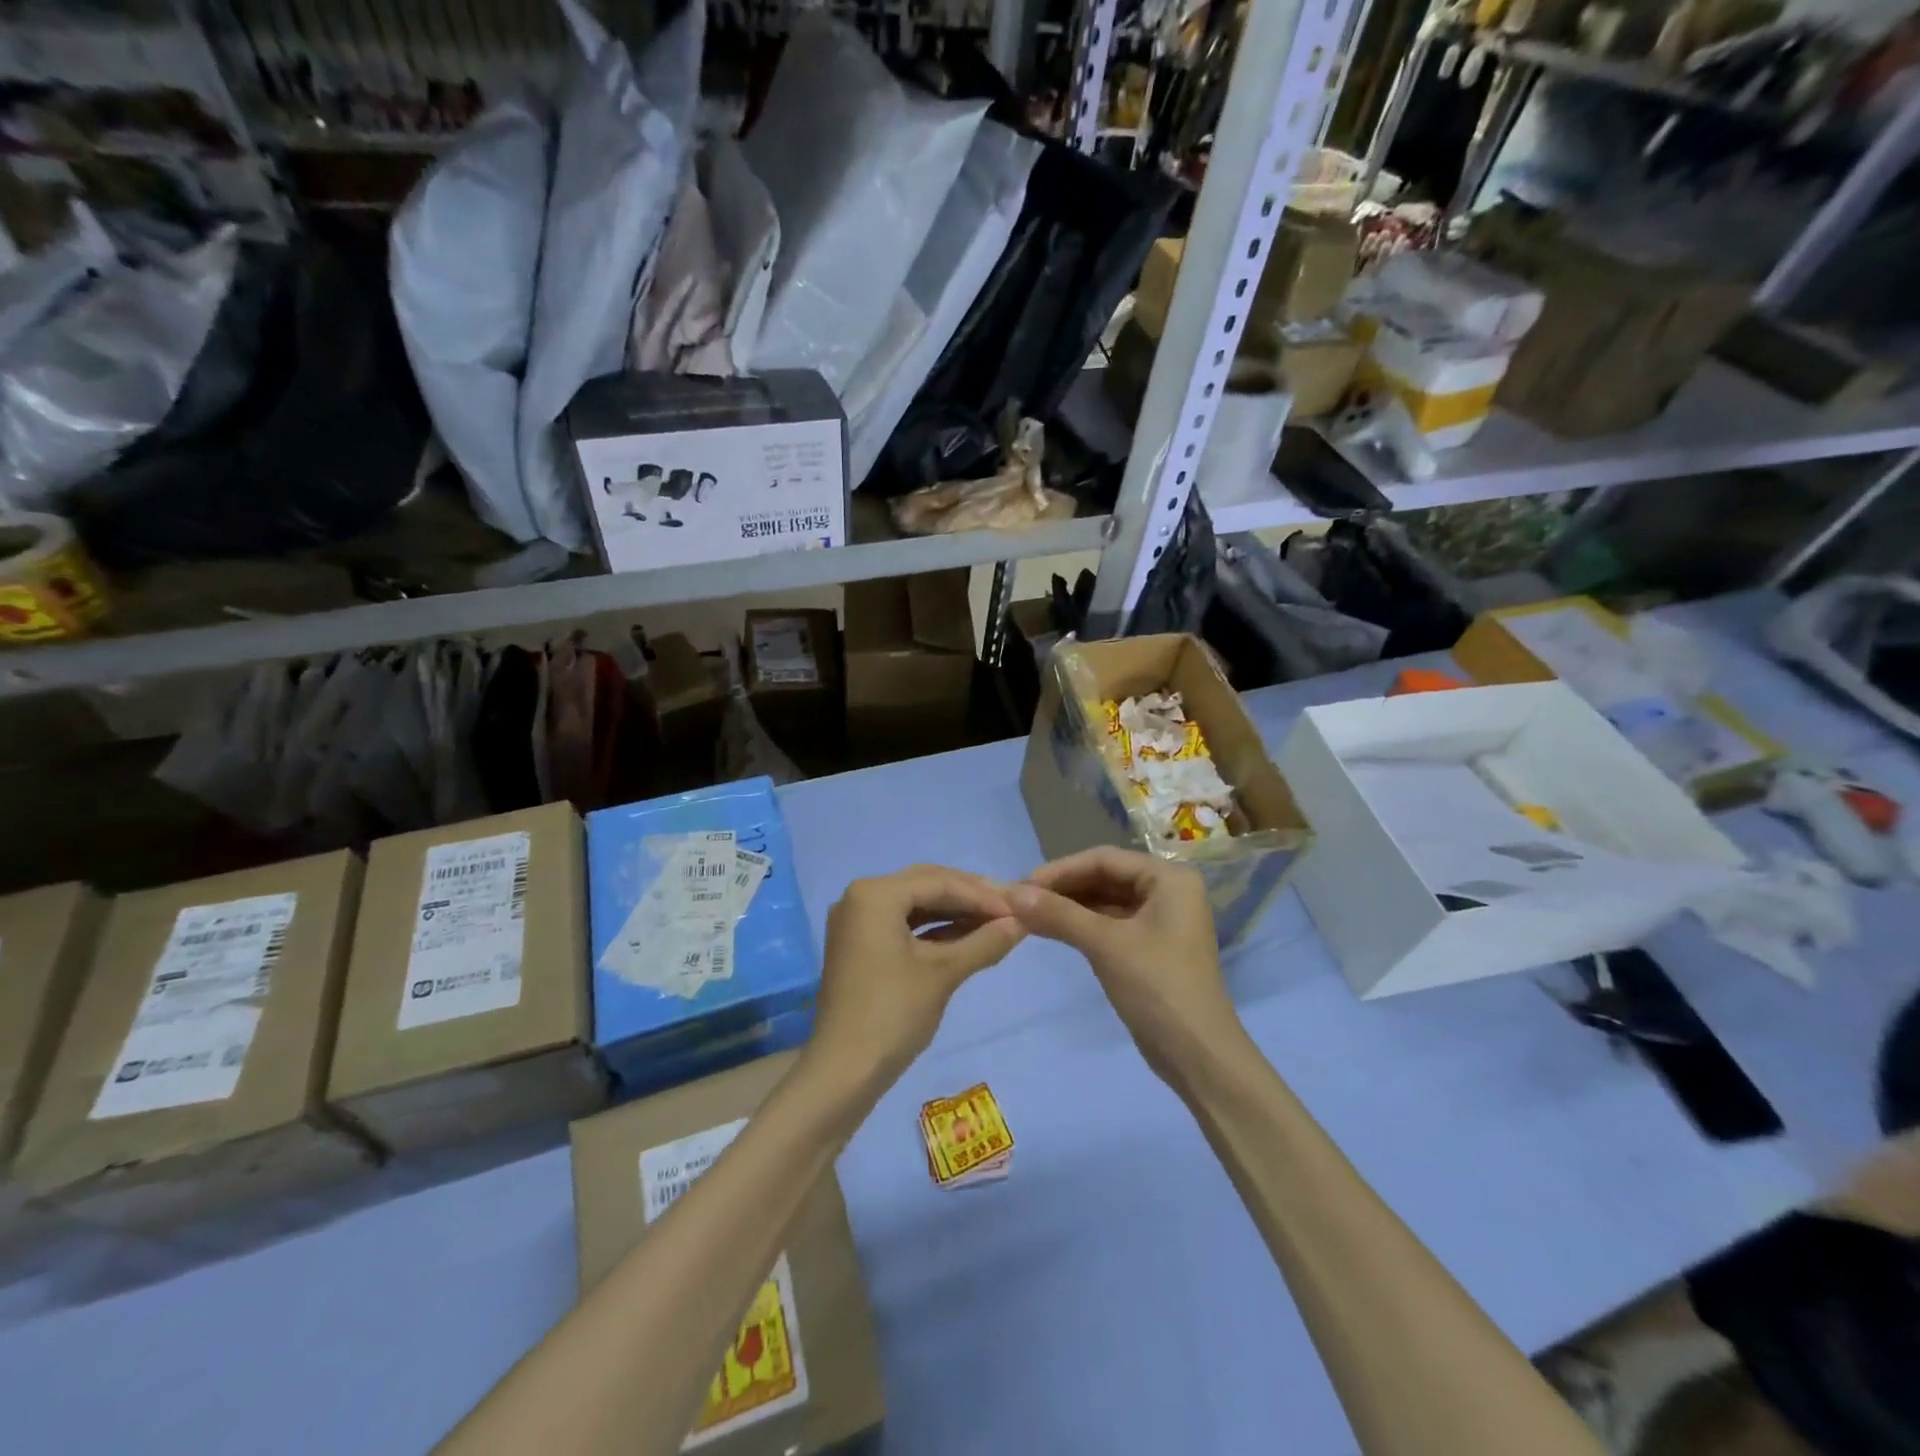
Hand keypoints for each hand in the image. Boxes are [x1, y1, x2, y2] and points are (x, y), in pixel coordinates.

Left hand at [810, 865, 1024, 1083]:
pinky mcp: (859, 944)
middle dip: (969, 897)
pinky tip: (966, 937)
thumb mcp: (944, 973)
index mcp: (875, 893)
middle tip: (1010, 909)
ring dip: (953, 913)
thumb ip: (984, 942)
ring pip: (915, 904)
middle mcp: (860, 896)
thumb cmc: (893, 1014)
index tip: (1020, 909)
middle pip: (925, 885)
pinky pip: (902, 924)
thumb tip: (1023, 923)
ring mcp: (856, 921)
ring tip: (994, 922)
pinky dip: (933, 929)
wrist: (843, 1072)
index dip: (983, 895)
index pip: (939, 882)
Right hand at [1007, 847, 1245, 1081]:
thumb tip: (1012, 894)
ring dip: (1069, 907)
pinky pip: (1111, 924)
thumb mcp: (1106, 945)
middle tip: (1020, 901)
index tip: (1021, 885)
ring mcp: (1161, 921)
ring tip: (1027, 915)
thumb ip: (1059, 914)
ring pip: (1106, 902)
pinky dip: (1082, 926)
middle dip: (1063, 889)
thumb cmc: (1157, 987)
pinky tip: (1051, 930)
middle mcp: (1168, 891)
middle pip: (1105, 878)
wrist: (1198, 1056)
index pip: (1104, 859)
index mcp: (1169, 878)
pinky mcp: (1151, 948)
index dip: (1060, 869)